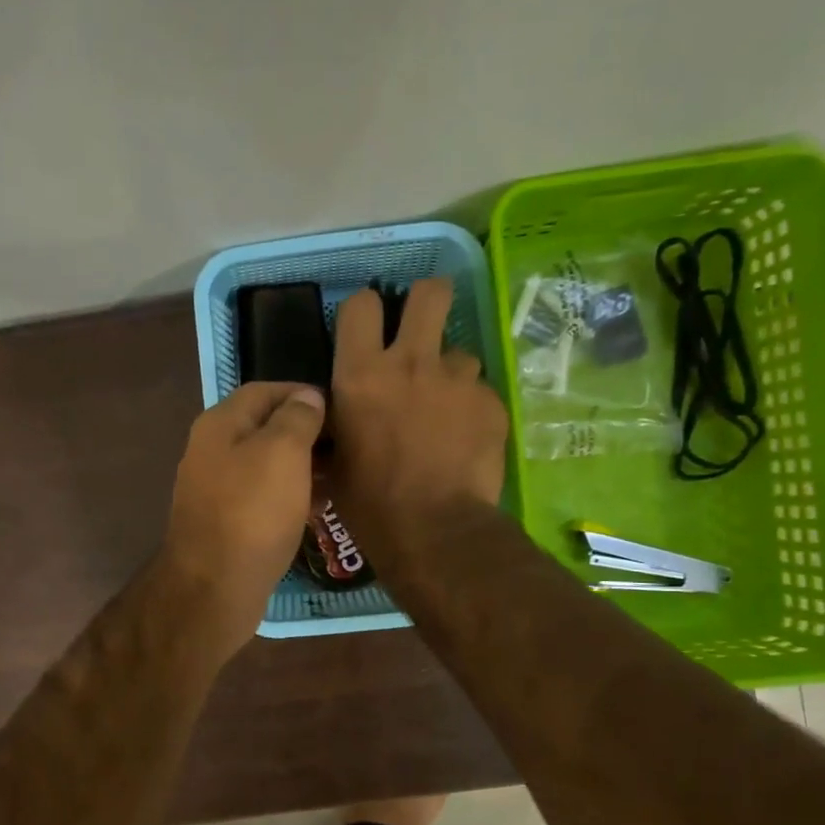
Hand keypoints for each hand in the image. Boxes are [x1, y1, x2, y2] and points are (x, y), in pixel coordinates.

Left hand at [157, 381, 325, 656]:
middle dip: (305, 432)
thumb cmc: (253, 512)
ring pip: (265, 464)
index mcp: (220, 424)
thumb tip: (307, 396)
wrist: (214, 587)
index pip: (265, 390)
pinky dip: (289, 495)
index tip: (340, 409)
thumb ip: (297, 417)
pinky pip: (262, 496)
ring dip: (301, 466)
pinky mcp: (225, 522)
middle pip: (264, 427)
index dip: (303, 393)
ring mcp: (215, 488)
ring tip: (337, 476)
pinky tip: (316, 508)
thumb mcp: (283, 452)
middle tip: (344, 446)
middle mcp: (211, 450)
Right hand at [328, 279, 508, 565]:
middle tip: (421, 330)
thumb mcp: (333, 462)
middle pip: (430, 292)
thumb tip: (333, 419)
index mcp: (361, 374)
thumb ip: (336, 425)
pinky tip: (465, 442)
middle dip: (427, 301)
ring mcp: (457, 380)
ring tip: (445, 413)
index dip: (365, 312)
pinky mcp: (491, 403)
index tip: (369, 331)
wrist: (433, 532)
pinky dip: (471, 411)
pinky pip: (480, 393)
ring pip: (459, 353)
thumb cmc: (370, 504)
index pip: (361, 304)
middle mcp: (411, 362)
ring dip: (450, 375)